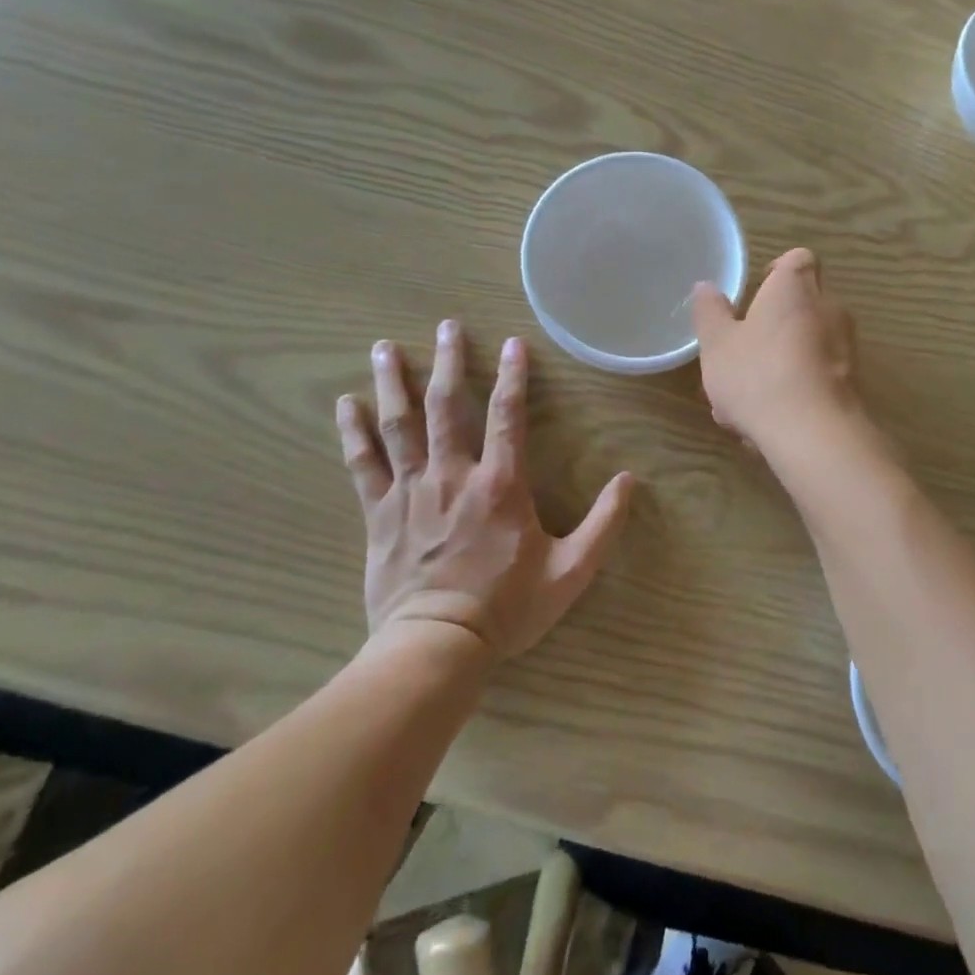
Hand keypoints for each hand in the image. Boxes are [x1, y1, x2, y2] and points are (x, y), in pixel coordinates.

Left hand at [335, 322, 632, 660]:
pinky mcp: (379, 514)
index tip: (514, 342)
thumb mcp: (572, 570)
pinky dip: (353, 432)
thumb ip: (604, 523)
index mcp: (500, 484)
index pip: (508, 415)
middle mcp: (453, 475)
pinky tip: (344, 404)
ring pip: (399, 425)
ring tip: (385, 347)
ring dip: (394, 383)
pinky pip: (363, 464)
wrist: (436, 647)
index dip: (513, 375)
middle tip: (445, 326)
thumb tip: (630, 480)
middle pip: (447, 406)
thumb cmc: (507, 607)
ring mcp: (411, 491)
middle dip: (448, 361)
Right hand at [691, 248, 861, 446]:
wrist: (813, 433)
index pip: (798, 259)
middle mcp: (828, 308)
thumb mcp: (717, 344)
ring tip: (747, 397)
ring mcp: (845, 347)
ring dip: (782, 360)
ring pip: (809, 343)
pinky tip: (768, 420)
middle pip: (804, 302)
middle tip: (744, 349)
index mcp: (795, 288)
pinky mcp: (851, 383)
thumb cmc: (758, 375)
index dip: (778, 271)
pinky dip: (796, 388)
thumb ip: (710, 312)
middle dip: (775, 322)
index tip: (757, 292)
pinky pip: (818, 375)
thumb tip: (706, 287)